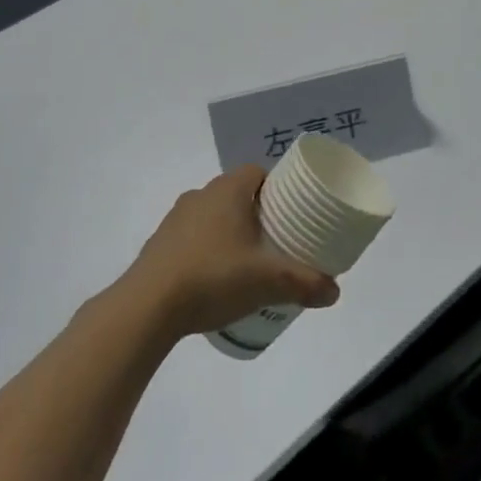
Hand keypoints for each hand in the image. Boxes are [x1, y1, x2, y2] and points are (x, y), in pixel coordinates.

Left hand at [123, 165, 339, 338]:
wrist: (145, 308)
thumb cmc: (212, 277)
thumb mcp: (267, 282)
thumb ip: (304, 283)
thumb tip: (335, 292)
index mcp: (227, 191)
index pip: (257, 172)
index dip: (277, 187)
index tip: (292, 211)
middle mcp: (200, 195)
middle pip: (236, 194)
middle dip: (256, 213)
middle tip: (276, 240)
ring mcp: (174, 220)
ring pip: (212, 216)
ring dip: (229, 232)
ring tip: (247, 263)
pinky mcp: (158, 246)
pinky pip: (192, 239)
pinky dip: (206, 251)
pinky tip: (215, 281)